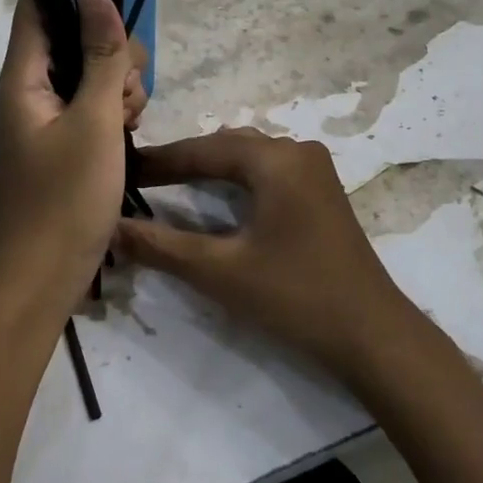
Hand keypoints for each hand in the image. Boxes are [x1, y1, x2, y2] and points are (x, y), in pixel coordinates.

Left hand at [0, 0, 148, 308]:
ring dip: (120, 83)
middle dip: (113, 48)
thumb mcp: (92, 121)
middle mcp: (34, 84)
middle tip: (120, 92)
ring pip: (96, 67)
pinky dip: (118, 109)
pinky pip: (99, 100)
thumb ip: (98, 56)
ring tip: (123, 125)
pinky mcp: (70, 134)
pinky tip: (126, 137)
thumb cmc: (64, 200)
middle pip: (79, 31)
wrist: (44, 278)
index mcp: (24, 73)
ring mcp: (53, 111)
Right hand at [114, 128, 413, 381]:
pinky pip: (267, 171)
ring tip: (169, 184)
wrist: (372, 335)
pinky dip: (235, 180)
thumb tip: (111, 227)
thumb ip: (161, 246)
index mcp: (276, 159)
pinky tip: (216, 197)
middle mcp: (297, 151)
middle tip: (140, 180)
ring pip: (248, 156)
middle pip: (226, 147)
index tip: (121, 170)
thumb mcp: (220, 271)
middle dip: (182, 161)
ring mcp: (314, 170)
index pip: (203, 149)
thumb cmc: (294, 296)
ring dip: (209, 168)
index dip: (159, 161)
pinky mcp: (321, 192)